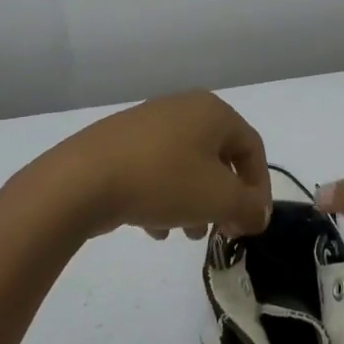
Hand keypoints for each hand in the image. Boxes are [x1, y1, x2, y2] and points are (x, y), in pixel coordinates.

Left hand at [36, 92, 271, 240]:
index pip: (252, 147)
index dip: (259, 188)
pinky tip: (154, 229)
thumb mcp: (219, 199)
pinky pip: (156, 169)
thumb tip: (258, 213)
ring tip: (187, 234)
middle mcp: (183, 108)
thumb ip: (249, 207)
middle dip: (224, 198)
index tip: (251, 223)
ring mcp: (149, 123)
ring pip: (186, 166)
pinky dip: (164, 197)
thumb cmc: (163, 180)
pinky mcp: (121, 143)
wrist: (83, 179)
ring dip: (195, 202)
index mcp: (212, 111)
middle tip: (221, 230)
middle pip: (218, 157)